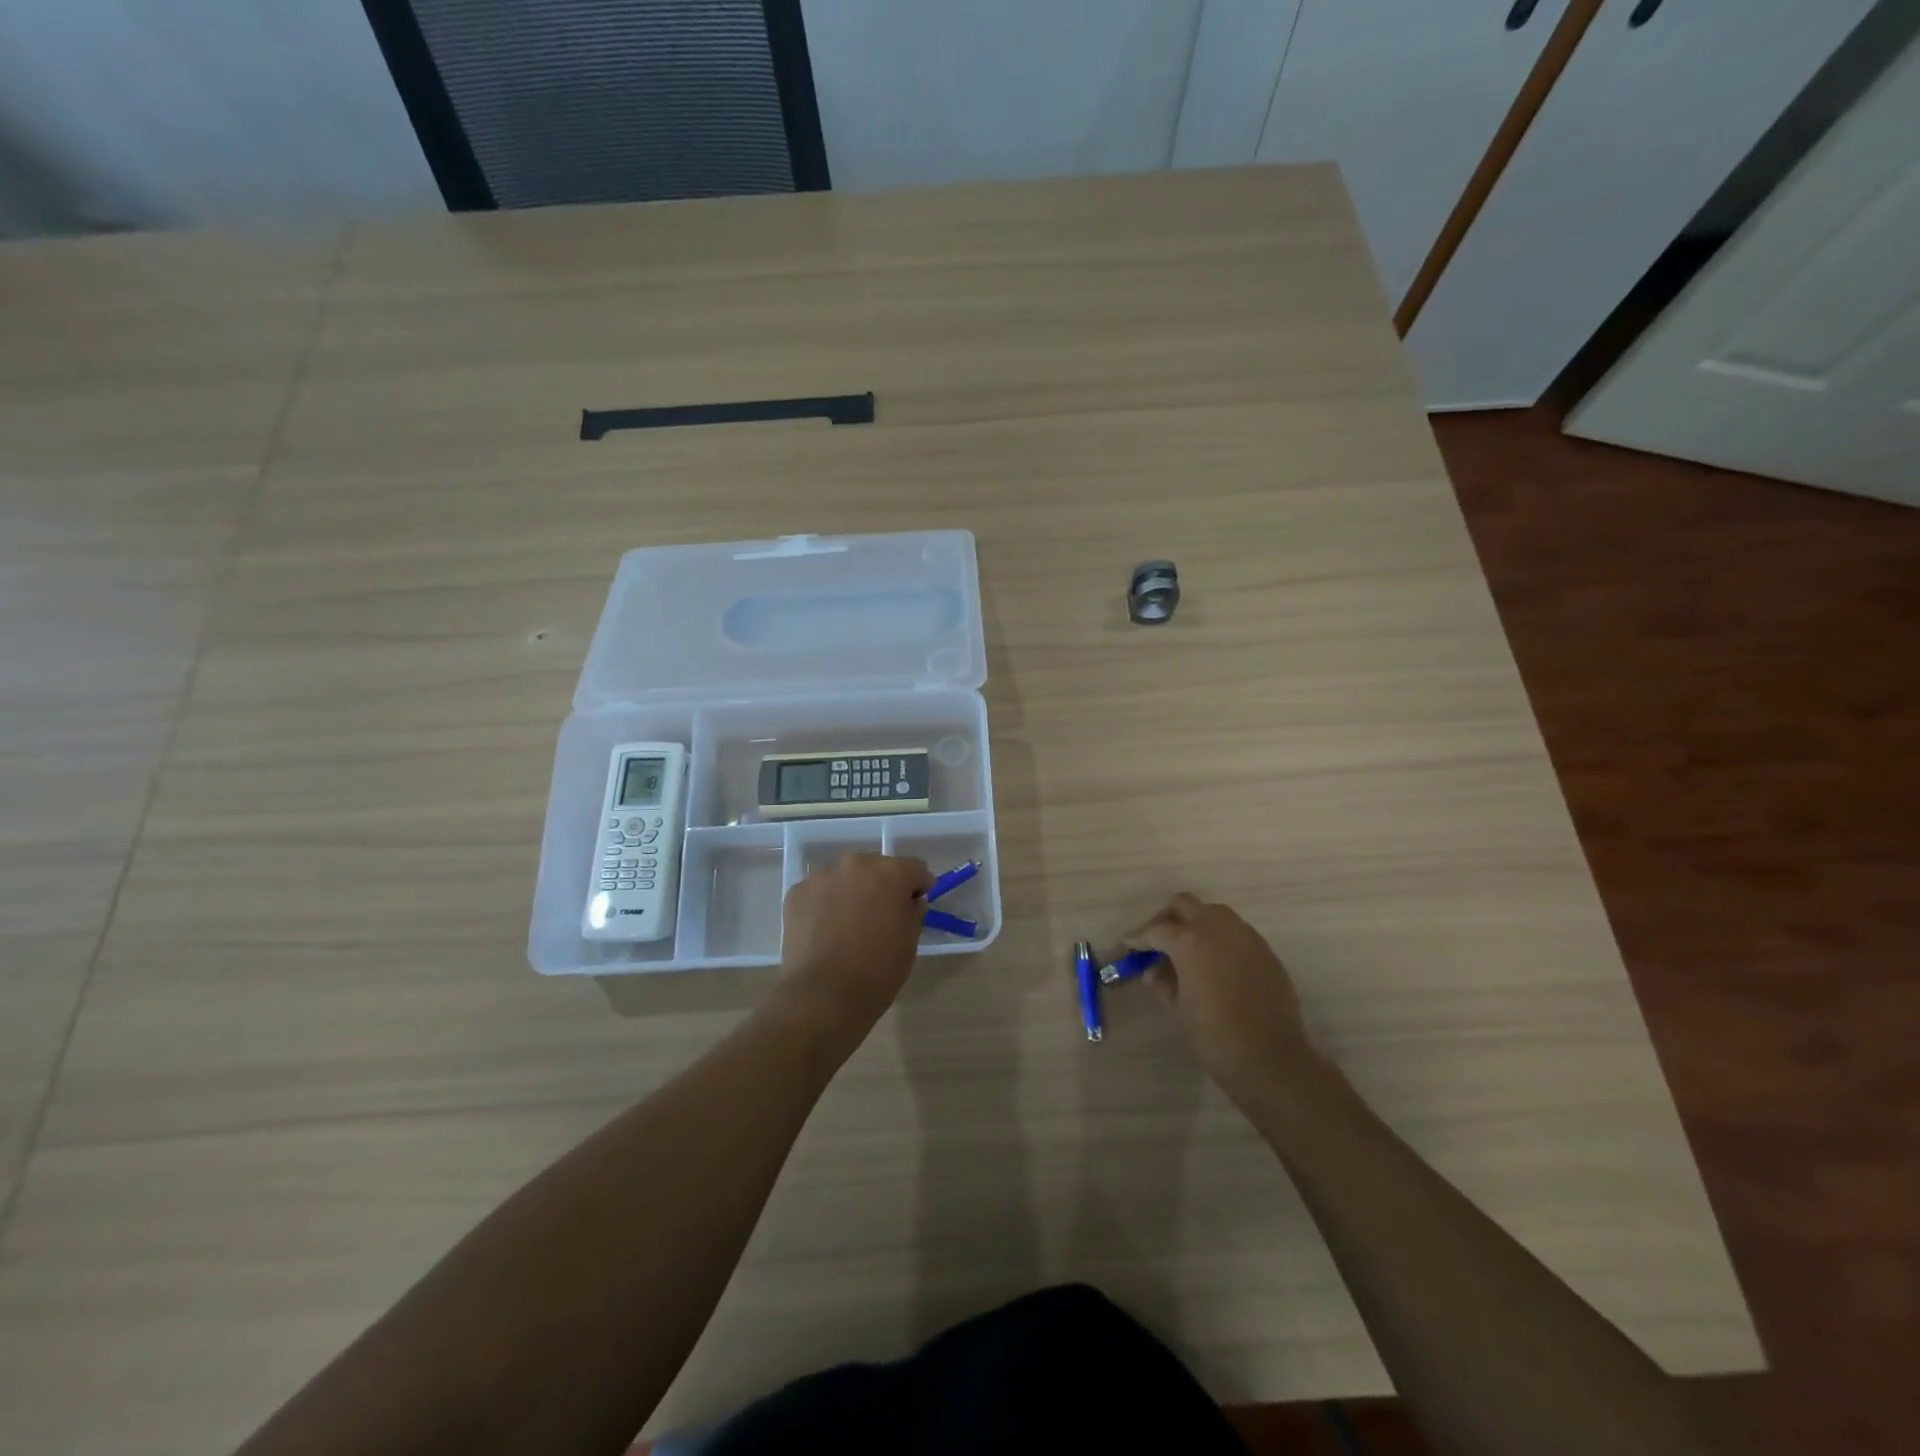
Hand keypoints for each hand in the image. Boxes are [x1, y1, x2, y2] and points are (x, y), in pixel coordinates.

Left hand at [777, 851, 932, 1043]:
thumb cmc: (878, 969)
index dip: (918, 886)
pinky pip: (818, 893)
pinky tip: (824, 932)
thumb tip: (910, 901)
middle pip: (876, 868)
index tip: (915, 905)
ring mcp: (822, 876)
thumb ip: (913, 912)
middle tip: (880, 917)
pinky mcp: (796, 893)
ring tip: (847, 926)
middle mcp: (856, 864)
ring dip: (851, 893)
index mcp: (891, 872)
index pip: (914, 868)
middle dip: (881, 887)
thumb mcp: (910, 941)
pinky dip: (824, 906)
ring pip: (845, 879)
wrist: (824, 995)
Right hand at [1125, 893, 1328, 1104]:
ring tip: (1187, 952)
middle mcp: (1217, 928)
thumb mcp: (1180, 1007)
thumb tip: (1155, 972)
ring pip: (1213, 912)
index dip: (1138, 937)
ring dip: (1196, 923)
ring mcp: (1245, 936)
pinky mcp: (1265, 951)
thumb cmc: (1215, 1035)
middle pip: (1184, 905)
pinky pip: (1236, 932)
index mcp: (1189, 941)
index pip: (1156, 929)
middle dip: (1167, 919)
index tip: (1128, 944)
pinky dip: (1220, 939)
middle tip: (1157, 942)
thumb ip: (1165, 982)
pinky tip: (1215, 964)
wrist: (1270, 1059)